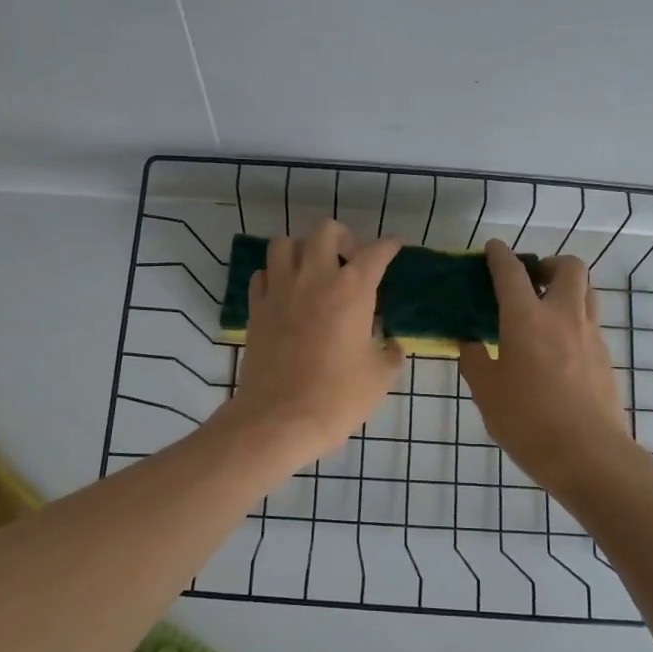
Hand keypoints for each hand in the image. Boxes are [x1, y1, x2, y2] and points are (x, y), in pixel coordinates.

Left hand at [223, 221, 403, 470]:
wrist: (279, 420)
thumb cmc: (337, 398)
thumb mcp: (379, 377)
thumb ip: (389, 353)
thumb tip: (390, 344)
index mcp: (352, 290)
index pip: (376, 253)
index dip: (389, 245)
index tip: (396, 245)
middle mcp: (314, 278)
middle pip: (326, 231)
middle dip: (344, 238)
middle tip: (351, 260)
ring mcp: (280, 290)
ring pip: (285, 243)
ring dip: (303, 249)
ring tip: (314, 270)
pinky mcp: (256, 308)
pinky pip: (263, 274)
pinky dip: (276, 275)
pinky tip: (286, 293)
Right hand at [459, 241, 632, 487]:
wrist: (588, 455)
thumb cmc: (527, 421)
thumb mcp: (486, 392)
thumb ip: (475, 360)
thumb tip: (470, 342)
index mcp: (526, 319)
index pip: (512, 273)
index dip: (500, 256)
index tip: (492, 249)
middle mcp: (563, 316)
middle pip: (568, 267)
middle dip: (548, 264)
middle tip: (530, 281)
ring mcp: (590, 335)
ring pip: (586, 292)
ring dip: (566, 288)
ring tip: (544, 309)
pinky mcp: (605, 357)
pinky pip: (590, 322)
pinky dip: (573, 319)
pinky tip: (556, 348)